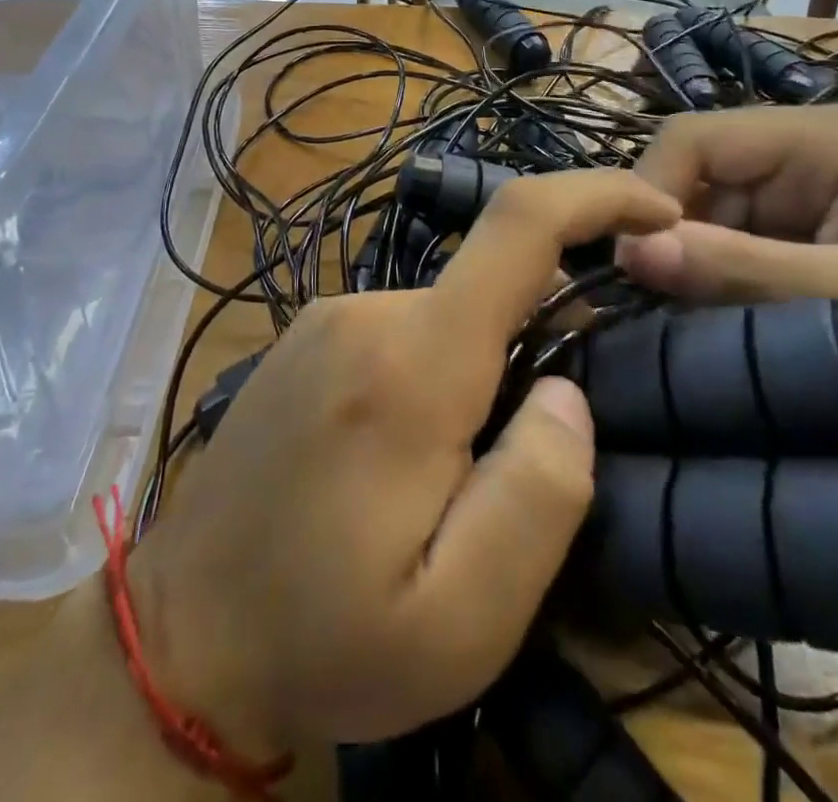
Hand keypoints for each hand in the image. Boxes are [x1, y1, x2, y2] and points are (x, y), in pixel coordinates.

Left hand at [129, 170, 680, 754]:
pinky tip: (408, 462)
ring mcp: (329, 318)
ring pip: (449, 315)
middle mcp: (368, 311)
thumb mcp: (459, 622)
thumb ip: (537, 497)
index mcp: (412, 361)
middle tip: (530, 458)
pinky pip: (405, 330)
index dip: (597, 196)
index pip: (517, 225)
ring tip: (457, 482)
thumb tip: (568, 390)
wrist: (178, 640)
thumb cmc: (322, 640)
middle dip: (539, 344)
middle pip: (489, 288)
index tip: (659, 211)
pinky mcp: (308, 338)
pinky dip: (440, 371)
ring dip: (483, 372)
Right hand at [613, 107, 837, 519]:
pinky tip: (707, 338)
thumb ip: (743, 270)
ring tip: (672, 333)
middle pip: (698, 183)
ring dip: (689, 274)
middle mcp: (808, 162)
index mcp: (823, 138)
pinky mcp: (817, 257)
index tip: (630, 267)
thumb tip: (629, 249)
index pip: (695, 139)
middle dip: (669, 241)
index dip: (651, 190)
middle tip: (646, 314)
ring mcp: (812, 211)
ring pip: (712, 227)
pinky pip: (739, 263)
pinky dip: (715, 296)